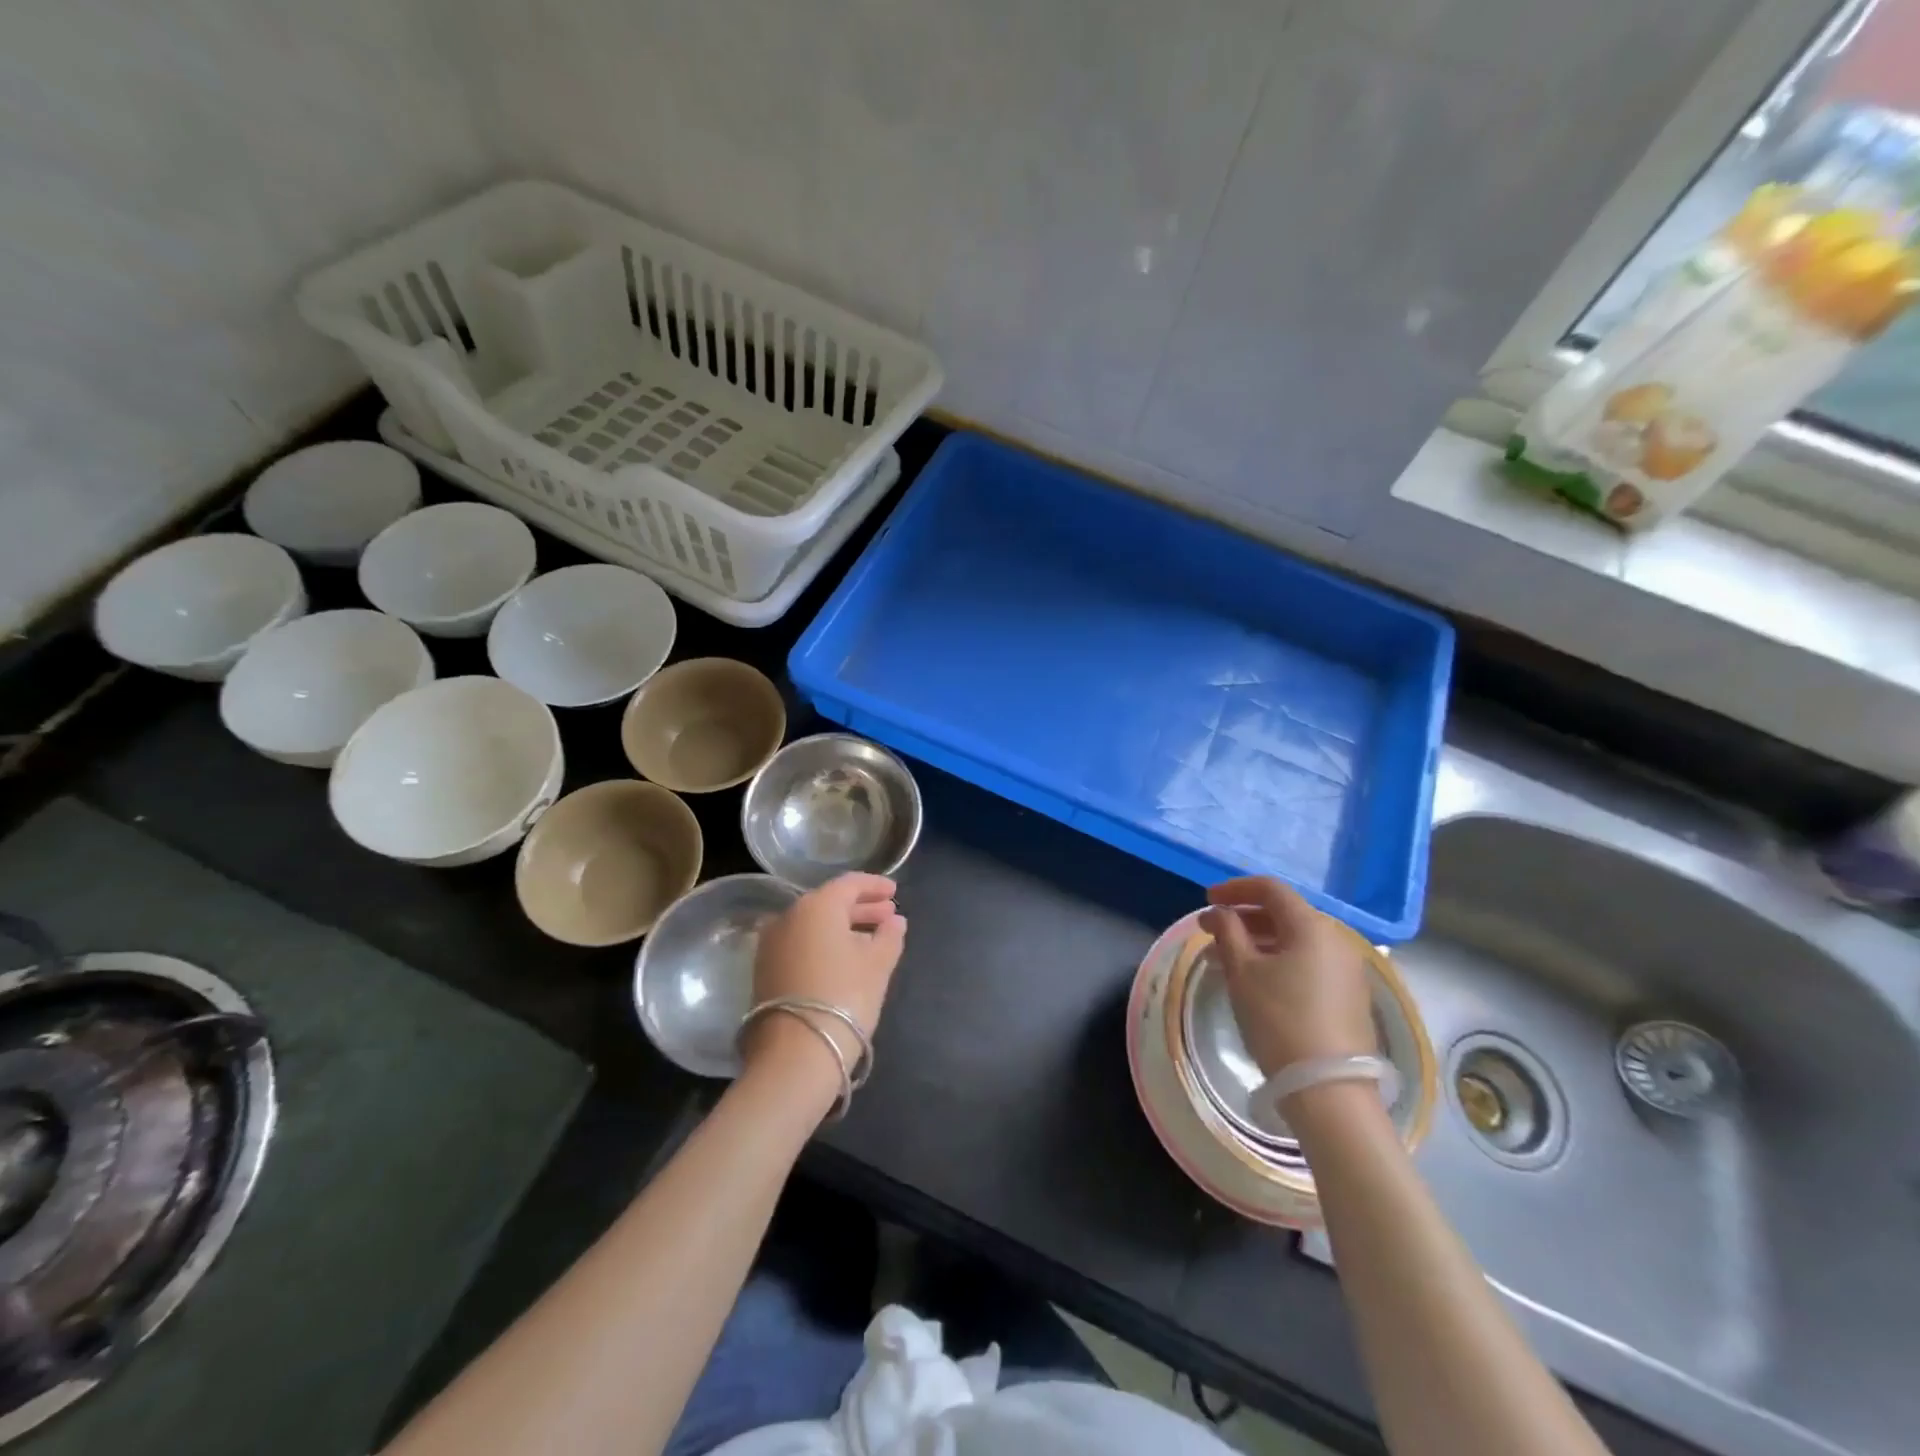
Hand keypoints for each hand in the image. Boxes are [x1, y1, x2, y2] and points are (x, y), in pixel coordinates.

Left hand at [745, 873, 905, 1079]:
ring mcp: (771, 944)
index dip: (875, 886)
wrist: (794, 1054)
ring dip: (842, 928)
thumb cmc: (844, 997)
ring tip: (871, 939)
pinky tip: (844, 959)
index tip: (895, 892)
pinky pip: (800, 944)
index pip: (849, 884)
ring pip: (813, 925)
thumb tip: (895, 921)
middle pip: (829, 903)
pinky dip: (823, 944)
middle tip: (888, 916)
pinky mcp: (764, 970)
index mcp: (817, 906)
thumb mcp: (877, 966)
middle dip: (861, 908)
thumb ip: (889, 937)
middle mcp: (789, 916)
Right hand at [1199, 876, 1373, 1076]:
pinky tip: (1257, 979)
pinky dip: (1280, 960)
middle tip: (1212, 930)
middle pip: (1285, 913)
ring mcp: (1348, 969)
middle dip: (1245, 917)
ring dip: (1260, 940)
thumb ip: (1228, 932)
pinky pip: (1309, 962)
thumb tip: (1220, 913)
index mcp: (1312, 927)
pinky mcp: (1350, 996)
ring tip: (1227, 957)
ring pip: (1296, 940)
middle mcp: (1336, 940)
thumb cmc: (1279, 1020)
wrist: (1328, 1090)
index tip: (1207, 900)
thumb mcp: (1242, 972)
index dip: (1235, 889)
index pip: (1271, 889)